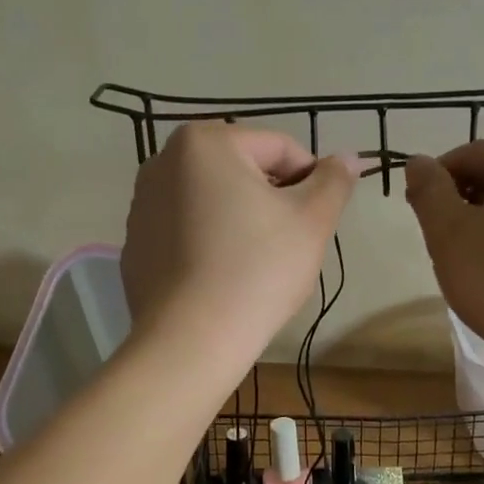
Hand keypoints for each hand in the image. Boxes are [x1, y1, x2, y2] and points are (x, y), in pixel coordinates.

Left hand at [121, 123, 359, 381]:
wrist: (190, 341)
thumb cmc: (257, 270)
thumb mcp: (311, 220)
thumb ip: (334, 181)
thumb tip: (349, 158)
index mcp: (204, 142)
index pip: (280, 147)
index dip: (312, 181)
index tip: (319, 220)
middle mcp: (162, 162)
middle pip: (243, 171)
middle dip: (274, 200)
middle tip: (292, 244)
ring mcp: (142, 204)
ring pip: (213, 201)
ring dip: (242, 220)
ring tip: (258, 264)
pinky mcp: (135, 243)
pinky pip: (186, 231)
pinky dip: (210, 243)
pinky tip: (223, 278)